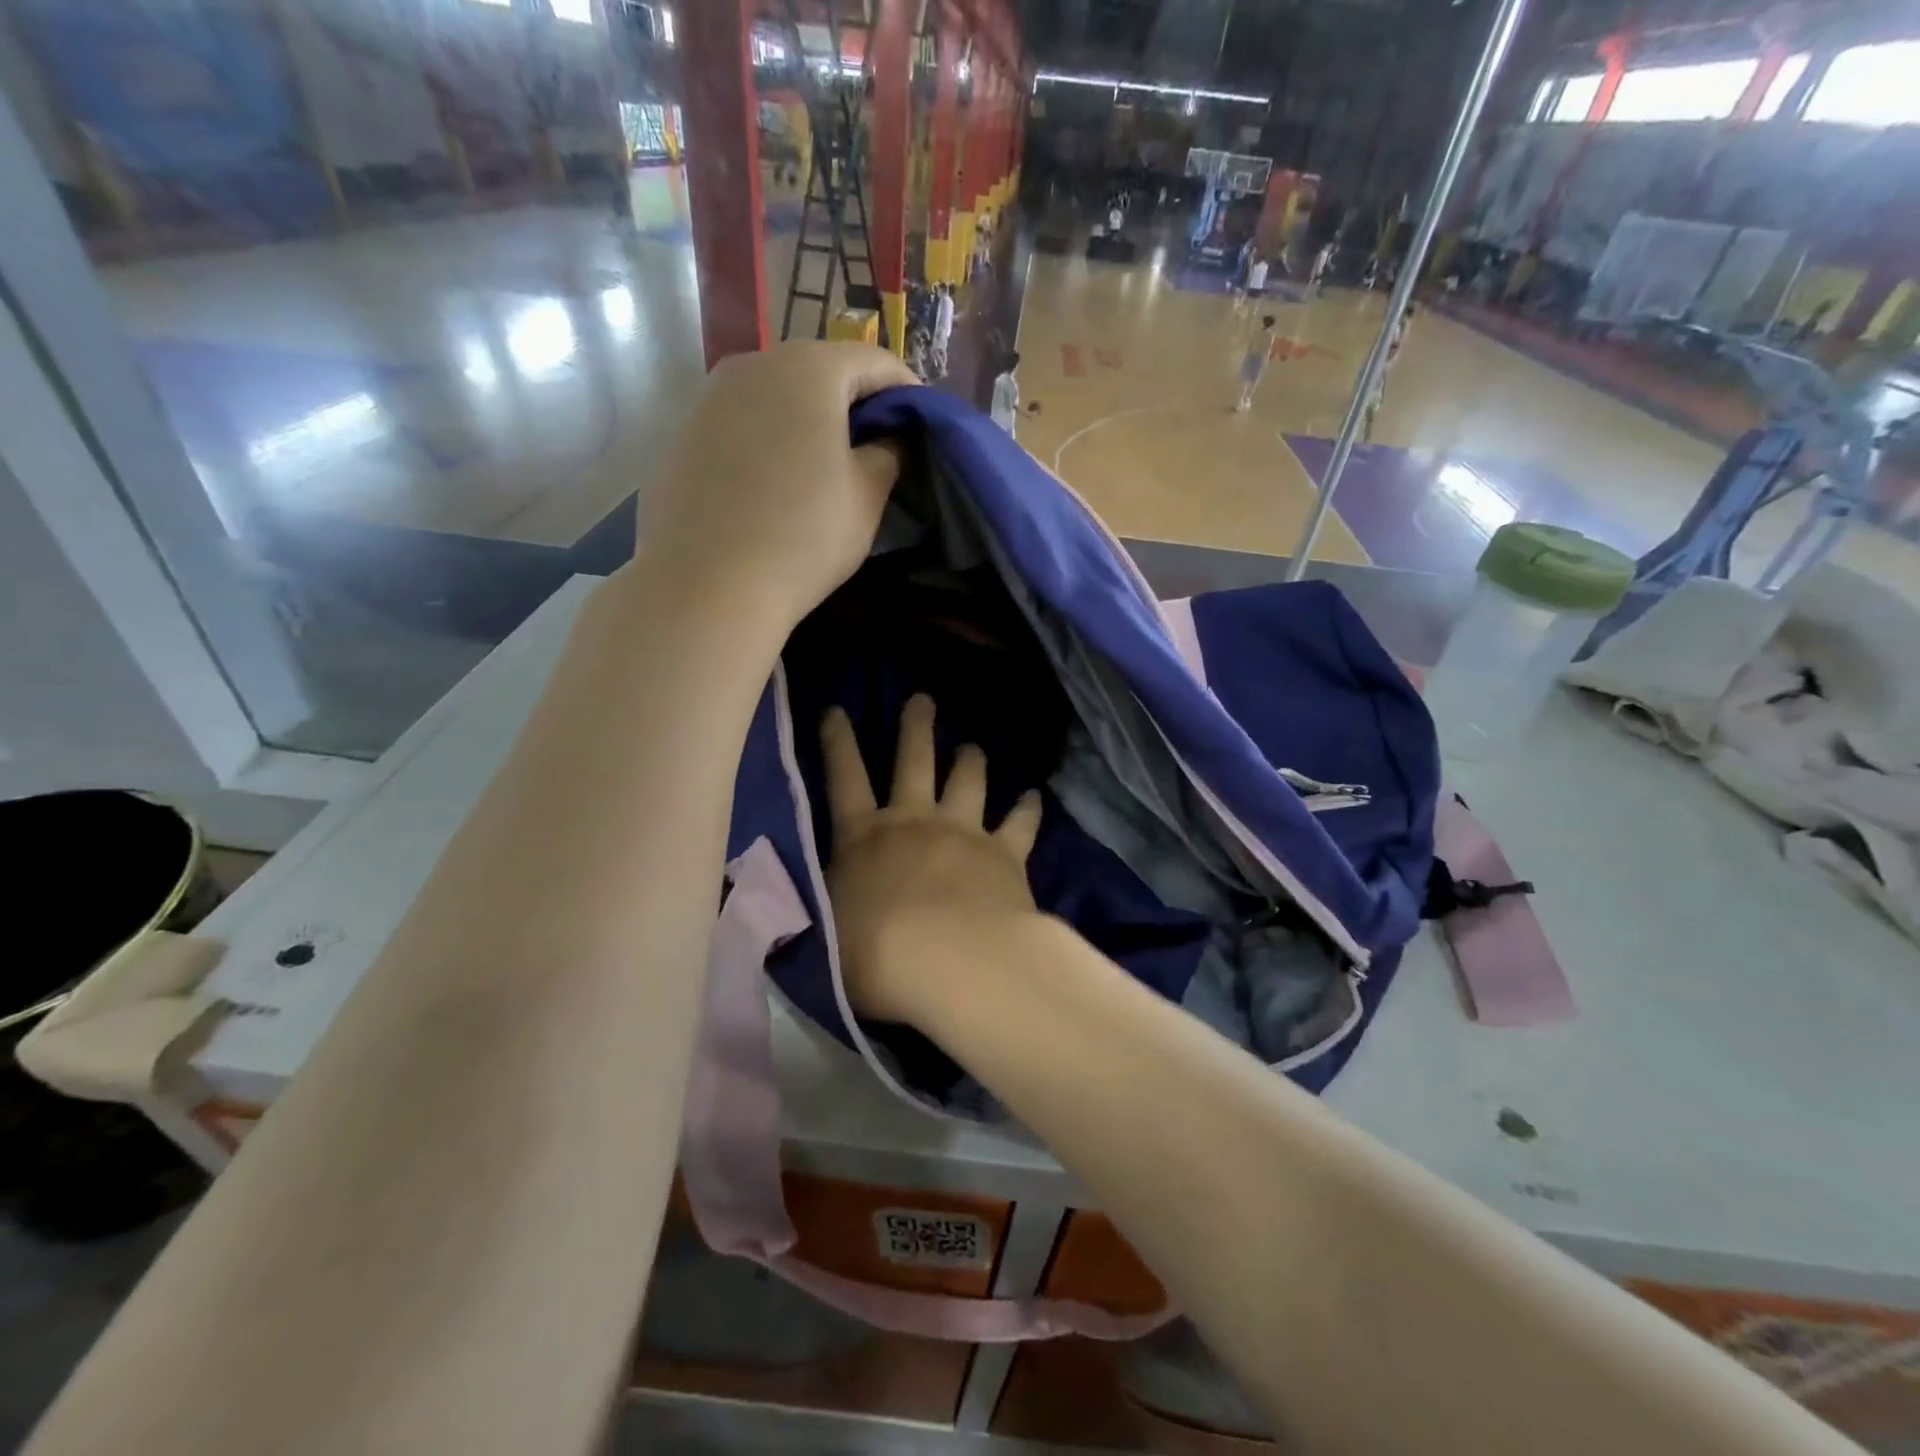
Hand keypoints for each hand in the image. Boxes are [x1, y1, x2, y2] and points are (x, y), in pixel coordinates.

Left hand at [638, 342, 917, 628]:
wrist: (706, 586)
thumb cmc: (803, 537)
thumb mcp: (866, 498)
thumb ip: (888, 454)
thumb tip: (886, 439)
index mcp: (808, 369)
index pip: (874, 361)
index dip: (907, 392)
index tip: (921, 427)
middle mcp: (753, 365)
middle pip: (820, 370)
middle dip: (855, 403)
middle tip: (878, 446)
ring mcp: (710, 398)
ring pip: (776, 396)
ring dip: (808, 421)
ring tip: (826, 466)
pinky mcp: (683, 435)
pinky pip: (742, 424)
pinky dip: (769, 440)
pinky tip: (775, 485)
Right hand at [820, 696, 1042, 1024]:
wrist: (950, 962)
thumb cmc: (875, 956)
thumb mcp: (823, 936)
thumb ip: (815, 912)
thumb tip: (793, 910)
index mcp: (864, 837)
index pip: (843, 778)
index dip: (838, 742)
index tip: (837, 710)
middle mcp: (914, 821)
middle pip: (914, 760)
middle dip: (916, 727)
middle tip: (922, 699)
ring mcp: (963, 831)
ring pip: (968, 780)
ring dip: (970, 760)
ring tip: (973, 746)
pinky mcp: (1004, 852)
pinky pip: (1020, 822)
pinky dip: (1028, 808)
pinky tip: (1035, 796)